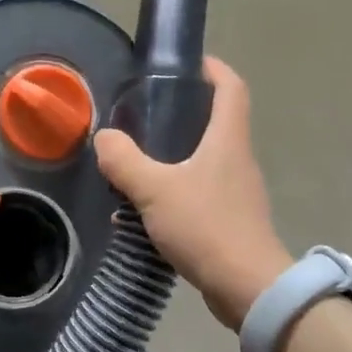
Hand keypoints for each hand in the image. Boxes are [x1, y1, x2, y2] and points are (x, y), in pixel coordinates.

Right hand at [94, 57, 291, 327]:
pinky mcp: (231, 222)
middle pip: (216, 123)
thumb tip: (104, 138)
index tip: (187, 63)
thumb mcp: (154, 189)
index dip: (213, 68)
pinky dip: (174, 193)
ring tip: (135, 165)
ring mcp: (237, 193)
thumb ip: (124, 161)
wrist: (246, 288)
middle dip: (183, 115)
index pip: (231, 87)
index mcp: (227, 140)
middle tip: (144, 116)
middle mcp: (237, 160)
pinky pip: (199, 195)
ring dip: (173, 158)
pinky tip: (144, 211)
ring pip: (204, 162)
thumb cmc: (205, 227)